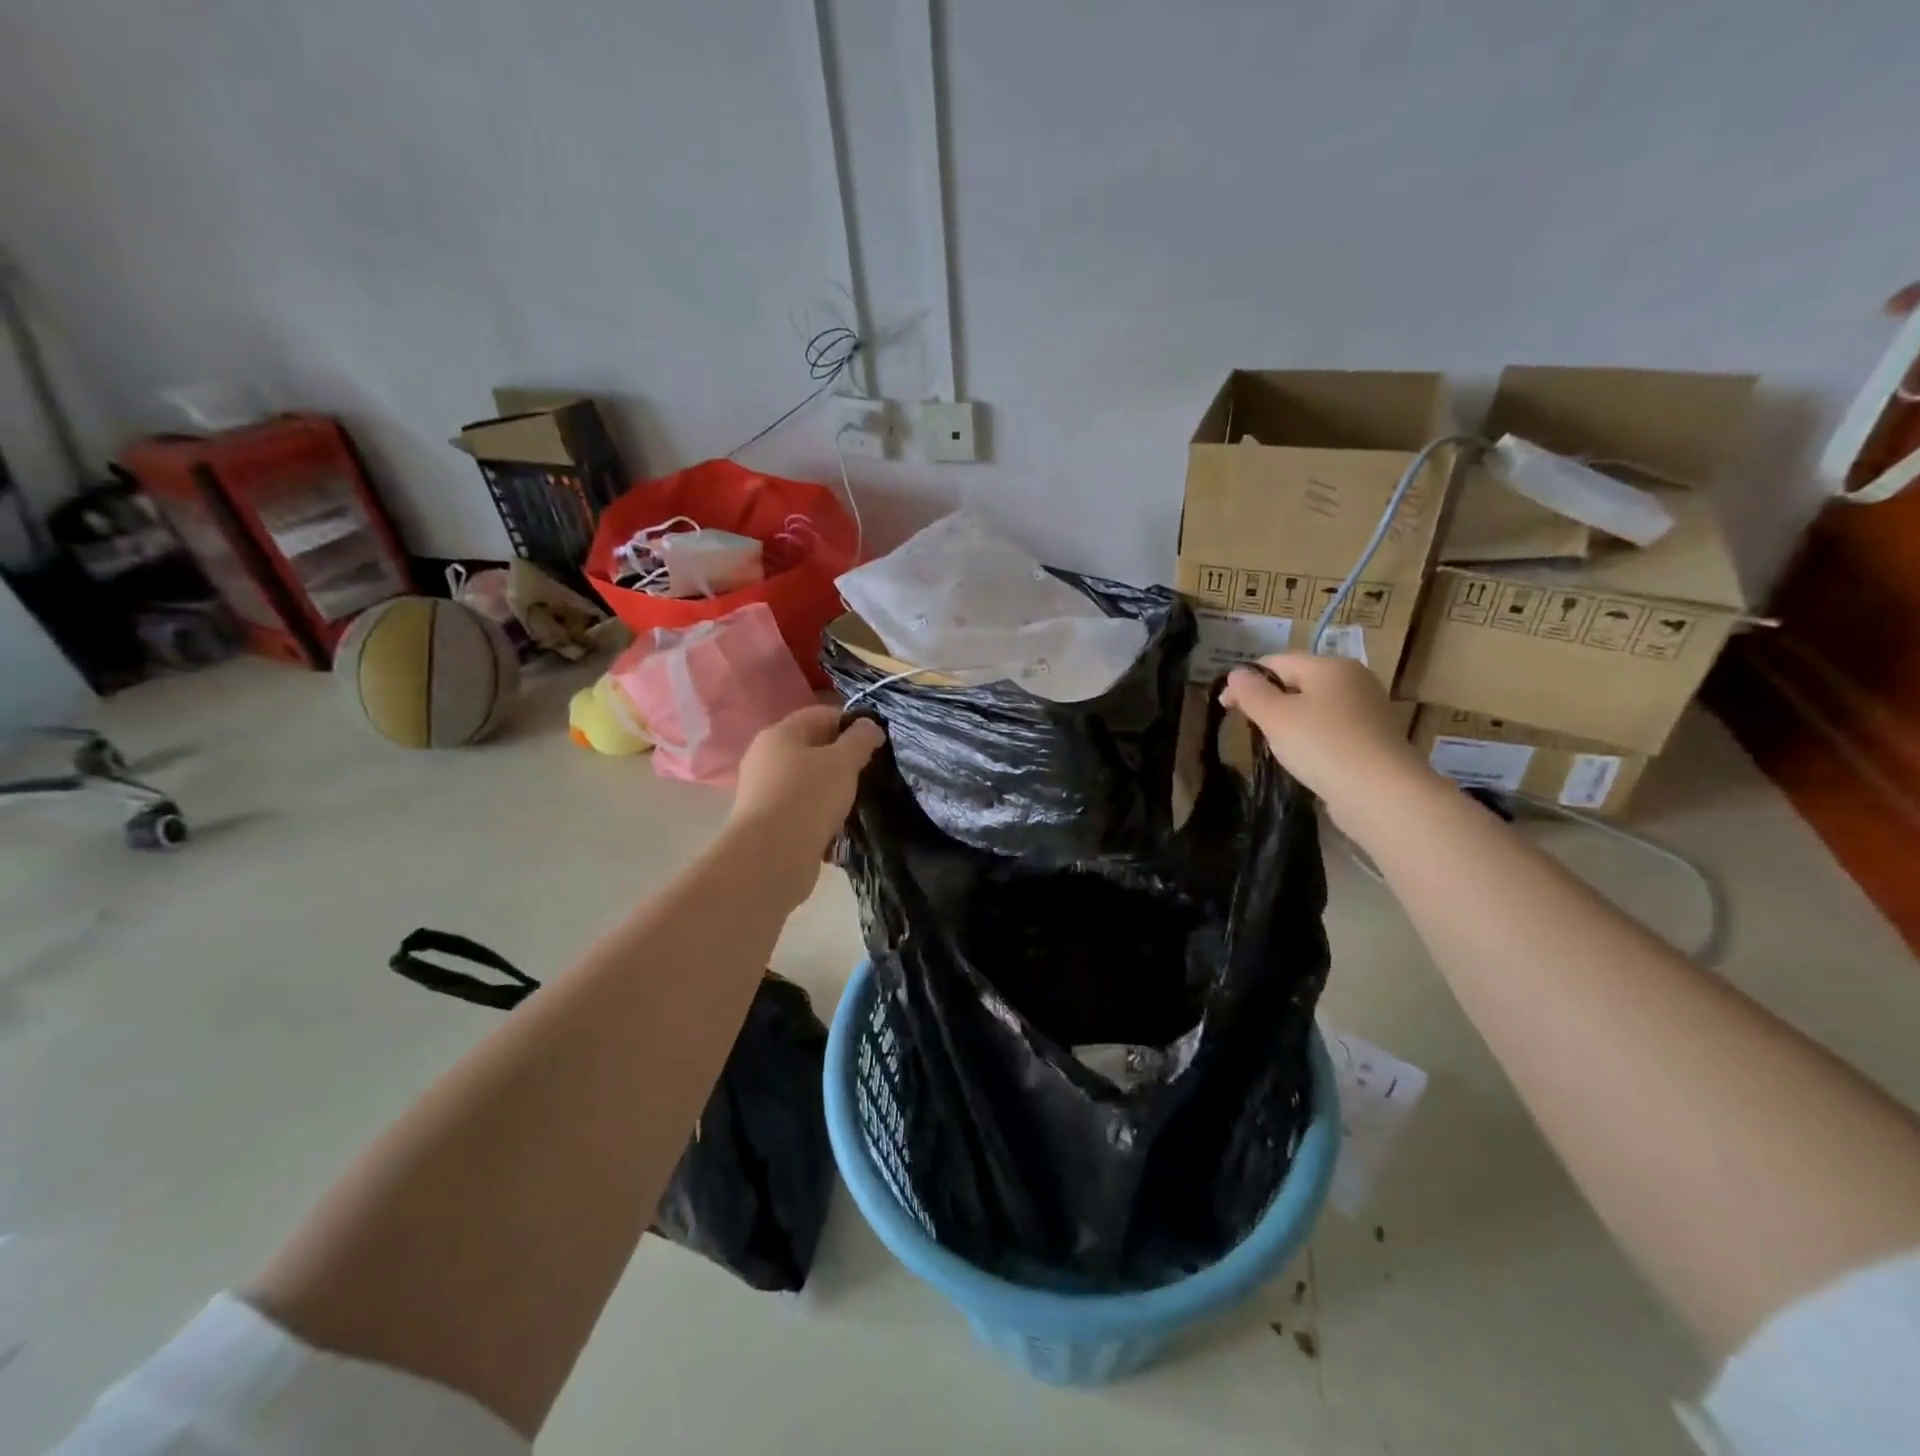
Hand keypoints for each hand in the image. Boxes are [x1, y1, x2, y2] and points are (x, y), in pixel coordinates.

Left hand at [728, 705, 885, 890]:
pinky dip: (818, 811)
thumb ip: (860, 739)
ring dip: (831, 787)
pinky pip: (800, 806)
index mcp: (780, 733)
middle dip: (842, 758)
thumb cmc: (808, 798)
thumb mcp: (843, 762)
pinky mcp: (766, 820)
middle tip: (868, 773)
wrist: (771, 857)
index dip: (852, 723)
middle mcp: (765, 756)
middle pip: (812, 747)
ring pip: (807, 779)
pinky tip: (836, 825)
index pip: (821, 714)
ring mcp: (762, 789)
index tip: (876, 743)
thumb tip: (869, 725)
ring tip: (855, 801)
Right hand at [1222, 654, 1425, 824]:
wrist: (1380, 793)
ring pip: (1314, 707)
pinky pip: (1330, 729)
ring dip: (1289, 721)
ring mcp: (1366, 710)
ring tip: (1274, 746)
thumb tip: (1236, 674)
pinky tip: (1303, 758)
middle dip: (1268, 700)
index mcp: (1329, 666)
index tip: (1225, 707)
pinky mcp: (1372, 738)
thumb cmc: (1321, 745)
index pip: (1276, 661)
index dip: (1246, 680)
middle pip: (1297, 682)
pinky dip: (1311, 738)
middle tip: (1249, 728)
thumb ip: (1251, 692)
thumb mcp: (1275, 716)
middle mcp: (1353, 680)